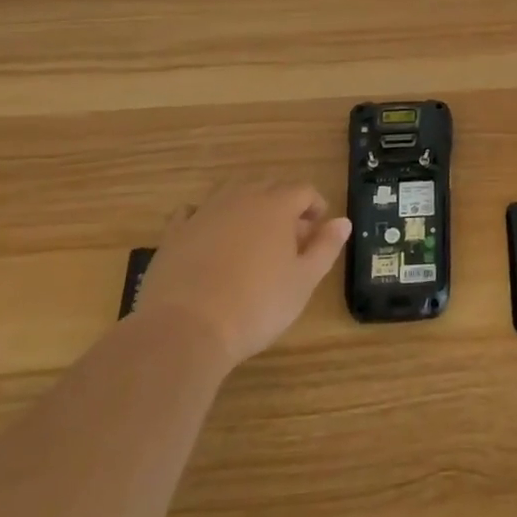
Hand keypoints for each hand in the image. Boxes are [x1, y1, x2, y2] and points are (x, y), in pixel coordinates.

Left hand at [134, 180, 349, 369]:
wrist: (186, 330)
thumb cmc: (257, 305)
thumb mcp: (304, 281)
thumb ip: (326, 247)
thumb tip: (342, 221)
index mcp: (277, 206)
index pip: (304, 190)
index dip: (315, 206)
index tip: (318, 229)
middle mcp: (241, 199)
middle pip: (269, 187)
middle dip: (284, 204)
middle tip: (290, 237)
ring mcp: (204, 213)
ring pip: (231, 194)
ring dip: (247, 207)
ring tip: (252, 237)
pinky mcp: (174, 234)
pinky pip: (192, 213)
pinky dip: (205, 219)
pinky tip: (208, 237)